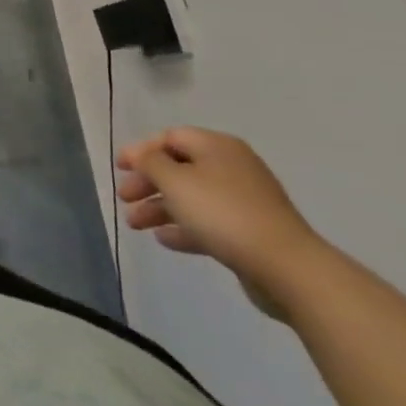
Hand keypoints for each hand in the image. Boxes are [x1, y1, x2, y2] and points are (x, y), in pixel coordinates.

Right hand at [114, 128, 326, 320]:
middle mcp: (231, 167)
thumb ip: (150, 163)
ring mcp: (244, 201)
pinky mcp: (250, 232)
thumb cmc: (223, 212)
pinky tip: (164, 239)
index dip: (141, 150)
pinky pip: (208, 223)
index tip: (119, 167)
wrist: (287, 267)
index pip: (170, 137)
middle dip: (148, 183)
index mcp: (217, 147)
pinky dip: (184, 227)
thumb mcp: (175, 181)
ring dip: (160, 208)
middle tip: (124, 198)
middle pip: (179, 168)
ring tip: (135, 224)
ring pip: (191, 198)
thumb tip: (140, 155)